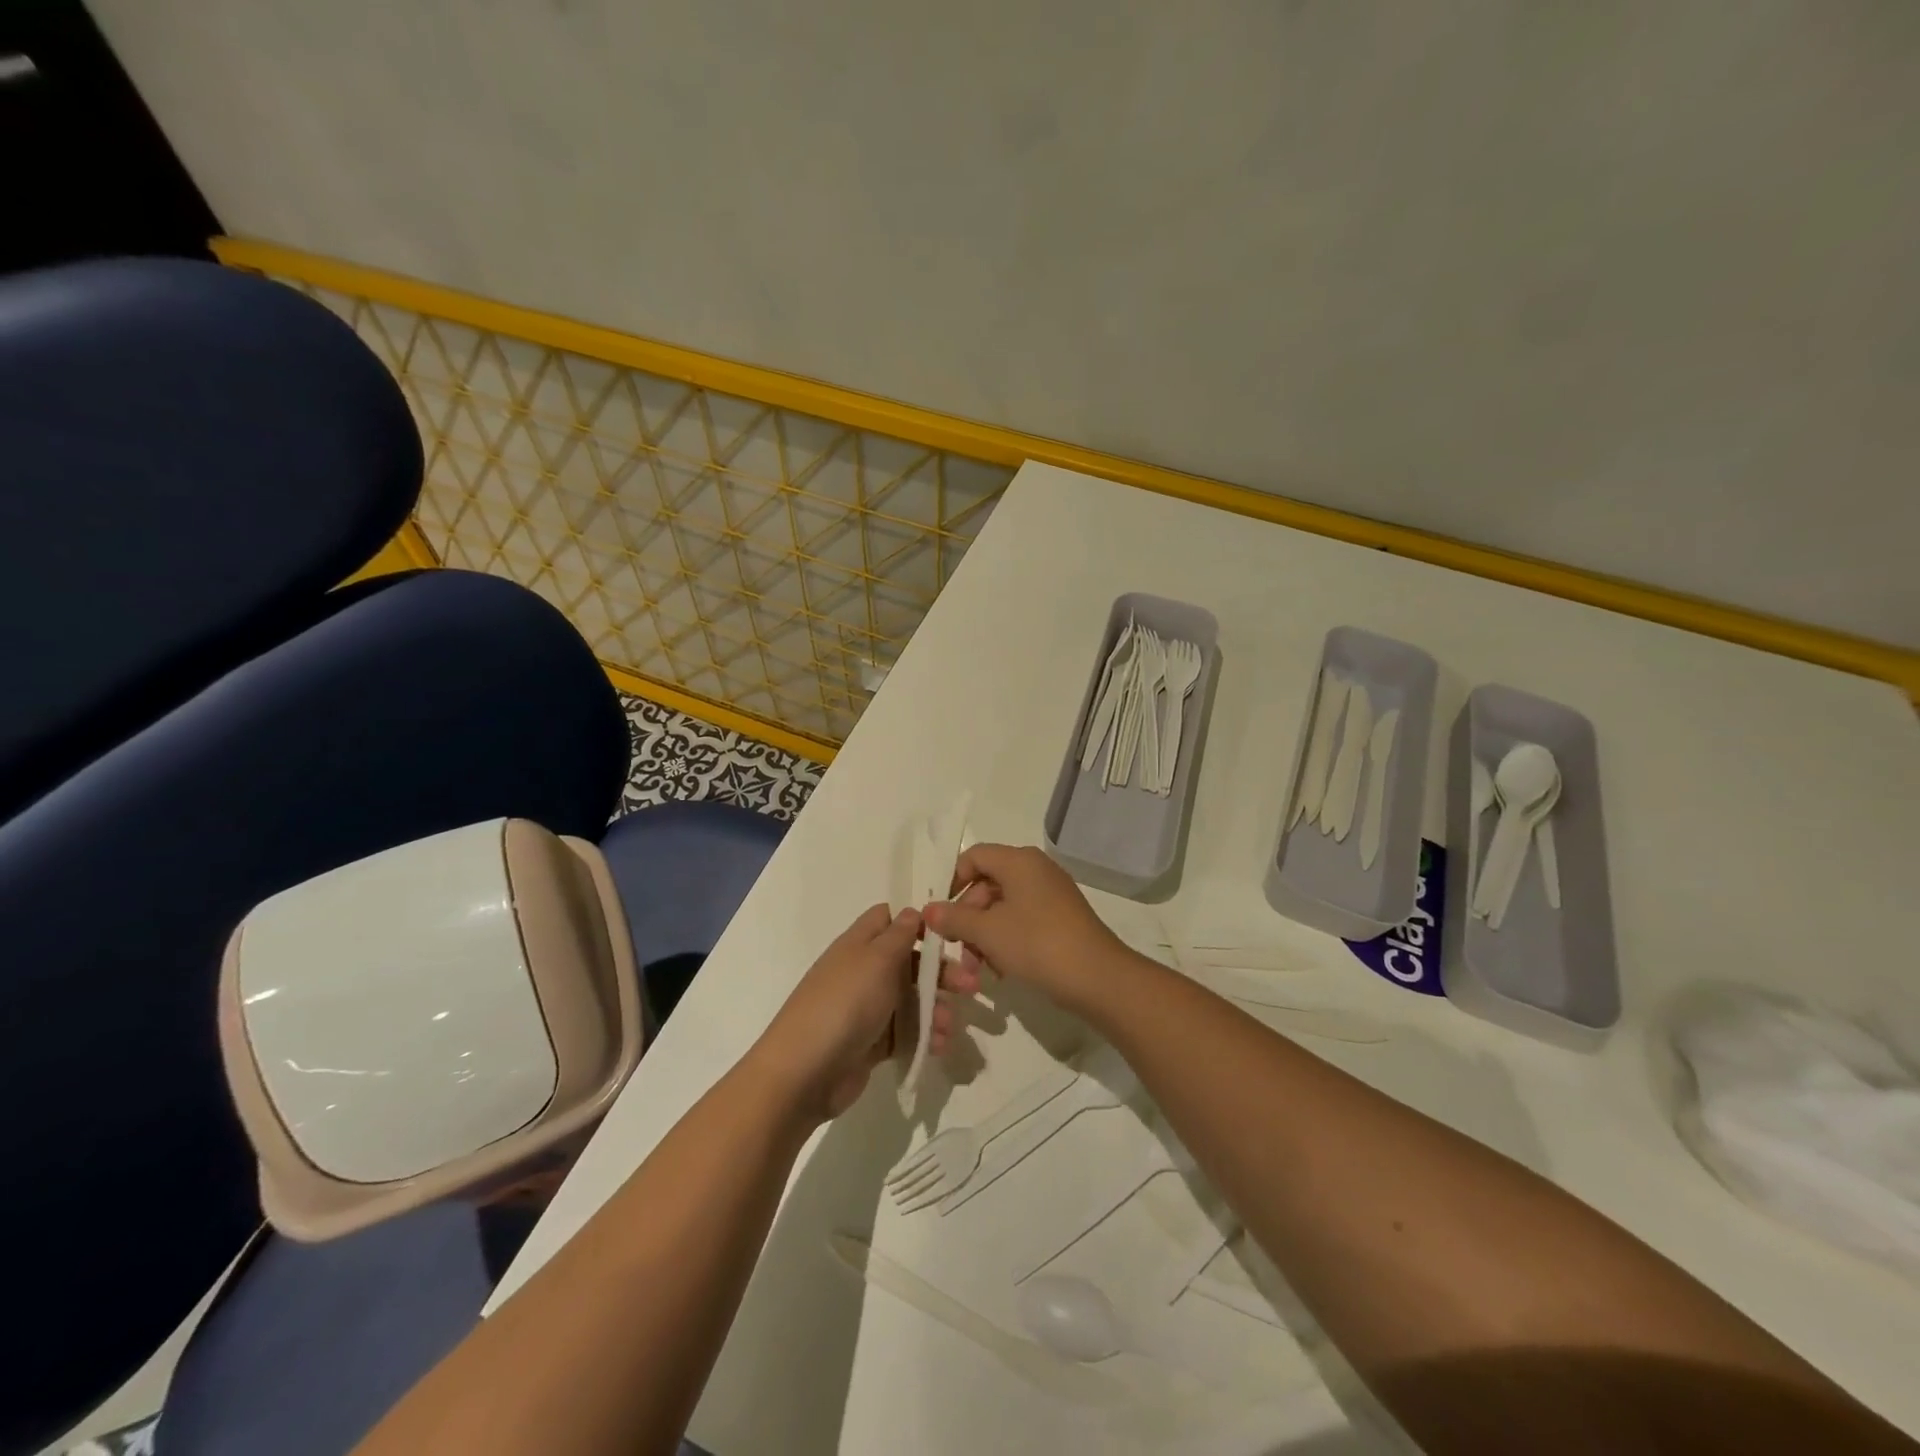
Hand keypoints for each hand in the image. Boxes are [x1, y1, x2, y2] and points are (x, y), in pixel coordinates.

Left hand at [750, 904, 964, 1121]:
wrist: (805, 1072)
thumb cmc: (845, 1003)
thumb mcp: (877, 960)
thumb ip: (899, 934)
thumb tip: (914, 911)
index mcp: (859, 944)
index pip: (888, 920)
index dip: (917, 923)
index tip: (949, 934)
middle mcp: (863, 972)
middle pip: (908, 962)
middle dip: (940, 972)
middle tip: (971, 986)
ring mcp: (866, 1008)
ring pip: (911, 1000)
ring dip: (935, 1009)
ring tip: (950, 1027)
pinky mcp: (870, 1042)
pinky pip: (905, 1032)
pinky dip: (924, 1036)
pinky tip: (939, 1046)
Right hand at [922, 843, 1130, 1014]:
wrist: (1098, 978)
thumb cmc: (1037, 944)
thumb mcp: (987, 932)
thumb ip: (954, 918)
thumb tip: (929, 911)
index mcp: (1019, 861)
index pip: (974, 856)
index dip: (952, 881)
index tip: (940, 913)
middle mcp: (1036, 870)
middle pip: (987, 883)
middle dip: (967, 917)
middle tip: (957, 948)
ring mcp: (1051, 894)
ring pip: (1003, 907)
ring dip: (984, 935)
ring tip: (977, 969)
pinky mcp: (1061, 919)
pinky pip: (1022, 921)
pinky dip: (1006, 940)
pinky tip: (1000, 970)